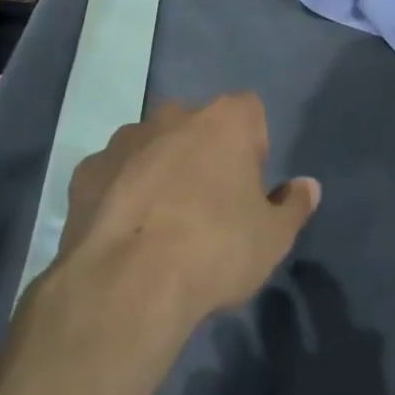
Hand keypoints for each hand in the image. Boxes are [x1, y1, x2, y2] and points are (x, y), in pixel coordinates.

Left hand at [56, 96, 320, 323]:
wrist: (128, 283)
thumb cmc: (214, 250)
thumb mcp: (272, 239)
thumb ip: (293, 206)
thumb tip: (308, 186)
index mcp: (224, 121)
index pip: (249, 111)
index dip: (252, 146)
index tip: (248, 187)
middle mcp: (172, 116)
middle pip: (197, 125)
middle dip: (203, 154)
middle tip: (207, 207)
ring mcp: (124, 139)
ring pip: (151, 145)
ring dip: (159, 170)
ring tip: (160, 225)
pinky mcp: (87, 170)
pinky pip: (114, 173)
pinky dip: (121, 192)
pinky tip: (124, 233)